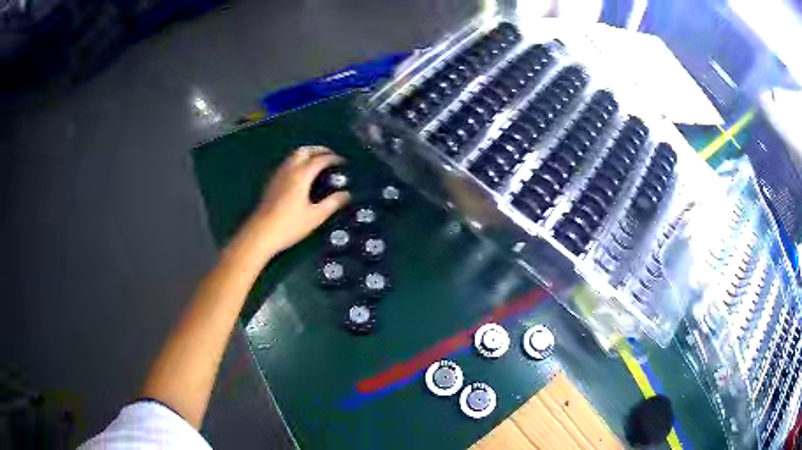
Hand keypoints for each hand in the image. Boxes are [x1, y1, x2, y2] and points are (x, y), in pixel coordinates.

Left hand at [249, 146, 350, 254]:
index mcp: (301, 175)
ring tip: (318, 164)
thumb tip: (346, 194)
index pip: (320, 159)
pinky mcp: (271, 183)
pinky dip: (298, 162)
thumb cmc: (289, 226)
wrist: (260, 234)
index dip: (334, 158)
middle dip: (319, 150)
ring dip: (307, 155)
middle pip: (304, 150)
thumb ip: (332, 203)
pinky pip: (287, 164)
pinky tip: (302, 176)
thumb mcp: (315, 217)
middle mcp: (289, 170)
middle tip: (330, 157)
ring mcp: (278, 175)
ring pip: (293, 156)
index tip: (344, 163)